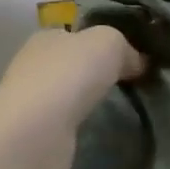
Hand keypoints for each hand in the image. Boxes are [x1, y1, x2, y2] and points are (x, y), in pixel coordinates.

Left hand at [0, 24, 145, 168]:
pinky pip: (67, 124)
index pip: (75, 35)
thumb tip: (137, 63)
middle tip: (131, 86)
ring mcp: (32, 102)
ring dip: (88, 102)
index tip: (129, 59)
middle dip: (96, 74)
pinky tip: (100, 131)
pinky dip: (81, 126)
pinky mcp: (36, 134)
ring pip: (69, 96)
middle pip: (72, 65)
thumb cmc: (69, 75)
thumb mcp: (109, 43)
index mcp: (46, 37)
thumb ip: (125, 48)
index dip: (100, 44)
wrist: (36, 132)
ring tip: (121, 111)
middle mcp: (33, 66)